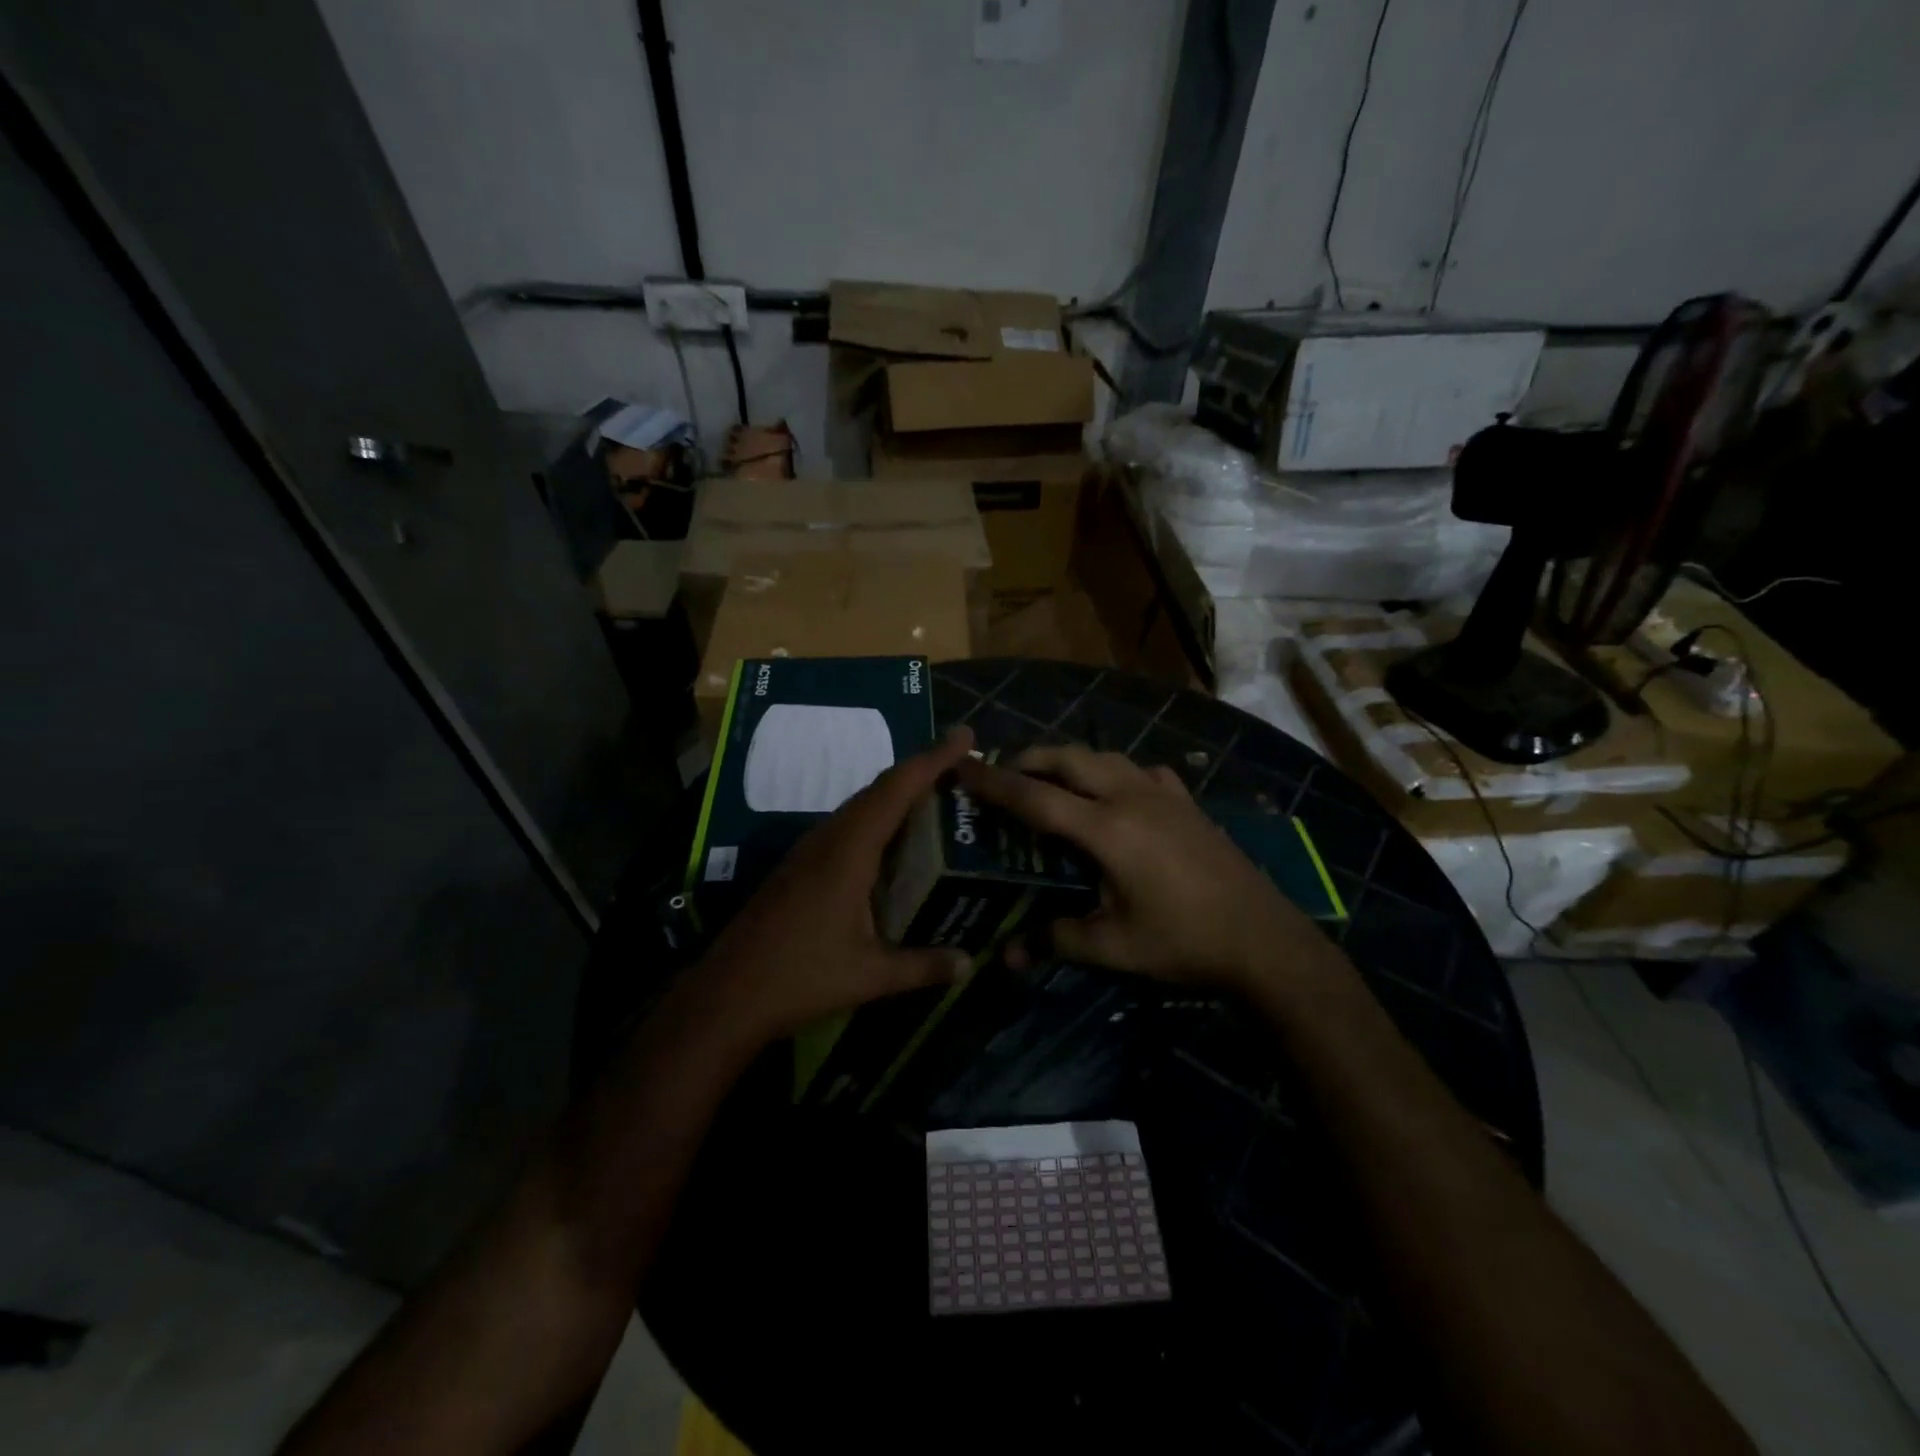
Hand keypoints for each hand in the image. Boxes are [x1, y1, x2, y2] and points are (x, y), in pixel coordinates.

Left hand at [696, 727, 975, 1044]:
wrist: (725, 995)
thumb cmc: (800, 977)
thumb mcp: (869, 975)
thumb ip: (923, 965)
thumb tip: (969, 963)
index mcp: (850, 850)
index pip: (897, 789)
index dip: (933, 759)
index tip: (964, 736)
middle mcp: (829, 838)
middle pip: (879, 789)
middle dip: (921, 771)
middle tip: (961, 768)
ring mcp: (809, 850)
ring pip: (860, 806)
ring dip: (897, 794)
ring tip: (936, 797)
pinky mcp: (799, 866)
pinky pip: (847, 826)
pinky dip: (878, 819)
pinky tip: (893, 843)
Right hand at [956, 745, 1338, 992]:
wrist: (1264, 939)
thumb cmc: (1184, 941)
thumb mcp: (1114, 947)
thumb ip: (1056, 941)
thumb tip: (1005, 957)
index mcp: (1107, 829)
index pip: (1036, 797)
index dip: (994, 782)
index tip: (962, 767)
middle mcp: (1132, 797)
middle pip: (1069, 759)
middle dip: (1031, 758)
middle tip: (1003, 772)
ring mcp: (1165, 795)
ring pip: (1105, 757)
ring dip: (1071, 760)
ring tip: (1051, 777)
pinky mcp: (1188, 803)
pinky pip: (1141, 771)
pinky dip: (1115, 772)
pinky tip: (1118, 793)